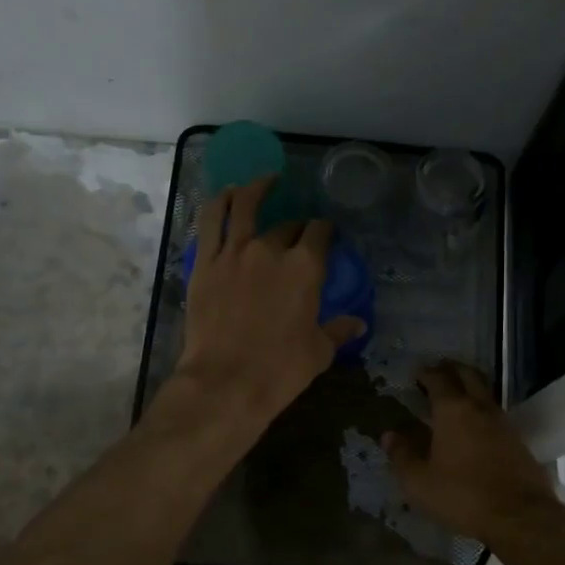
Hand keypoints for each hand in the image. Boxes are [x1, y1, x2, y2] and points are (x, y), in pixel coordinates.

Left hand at [173, 177, 366, 428]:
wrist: (225, 383)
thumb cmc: (279, 369)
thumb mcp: (319, 351)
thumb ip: (338, 330)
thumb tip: (359, 323)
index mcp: (305, 267)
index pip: (320, 233)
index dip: (325, 230)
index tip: (326, 234)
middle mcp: (271, 249)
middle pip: (287, 226)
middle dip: (297, 226)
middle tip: (298, 233)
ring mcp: (234, 252)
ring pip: (245, 206)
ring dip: (257, 189)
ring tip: (264, 181)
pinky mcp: (205, 262)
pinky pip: (212, 221)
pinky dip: (221, 202)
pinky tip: (228, 195)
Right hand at [384, 361, 564, 547]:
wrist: (520, 516)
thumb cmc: (462, 496)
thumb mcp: (420, 482)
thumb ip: (402, 456)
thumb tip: (388, 435)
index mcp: (452, 410)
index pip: (438, 378)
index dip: (425, 373)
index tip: (416, 373)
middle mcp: (479, 407)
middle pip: (467, 375)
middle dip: (451, 368)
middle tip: (437, 371)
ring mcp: (502, 422)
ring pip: (484, 391)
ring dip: (469, 385)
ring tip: (454, 394)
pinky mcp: (517, 439)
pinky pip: (495, 412)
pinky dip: (481, 408)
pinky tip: (474, 424)